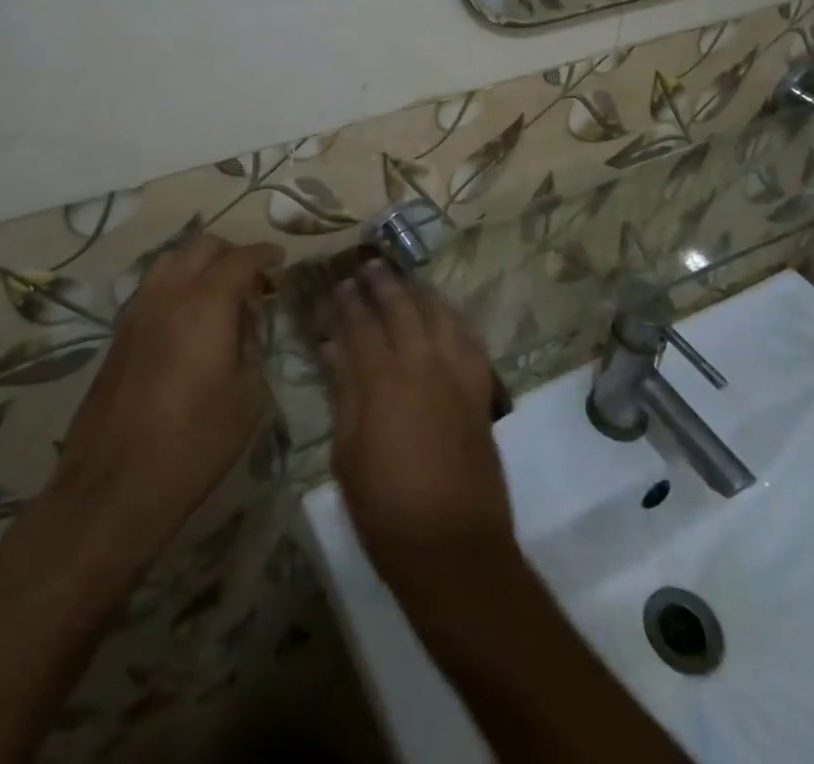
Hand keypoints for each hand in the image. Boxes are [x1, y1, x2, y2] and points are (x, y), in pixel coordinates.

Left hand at [46, 234, 281, 564]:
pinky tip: (188, 317)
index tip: (280, 260)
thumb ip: (252, 349)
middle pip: (202, 247)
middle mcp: (169, 295)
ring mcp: (138, 311)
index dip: (264, 254)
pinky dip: (176, 284)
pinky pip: (152, 287)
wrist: (114, 486)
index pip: (241, 259)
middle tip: (253, 277)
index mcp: (206, 304)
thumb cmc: (193, 443)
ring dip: (199, 263)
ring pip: (171, 260)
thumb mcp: (247, 398)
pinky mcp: (119, 333)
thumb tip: (246, 329)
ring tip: (219, 291)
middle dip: (232, 252)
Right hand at [324, 263, 516, 600]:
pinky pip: (469, 340)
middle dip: (384, 282)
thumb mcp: (347, 454)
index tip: (340, 283)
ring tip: (407, 280)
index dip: (348, 302)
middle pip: (402, 308)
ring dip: (420, 292)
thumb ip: (344, 394)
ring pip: (440, 315)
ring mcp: (456, 375)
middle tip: (370, 265)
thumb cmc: (386, 509)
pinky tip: (445, 316)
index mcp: (383, 380)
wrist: (453, 548)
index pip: (361, 325)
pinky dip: (454, 320)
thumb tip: (335, 351)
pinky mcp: (479, 392)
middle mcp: (422, 364)